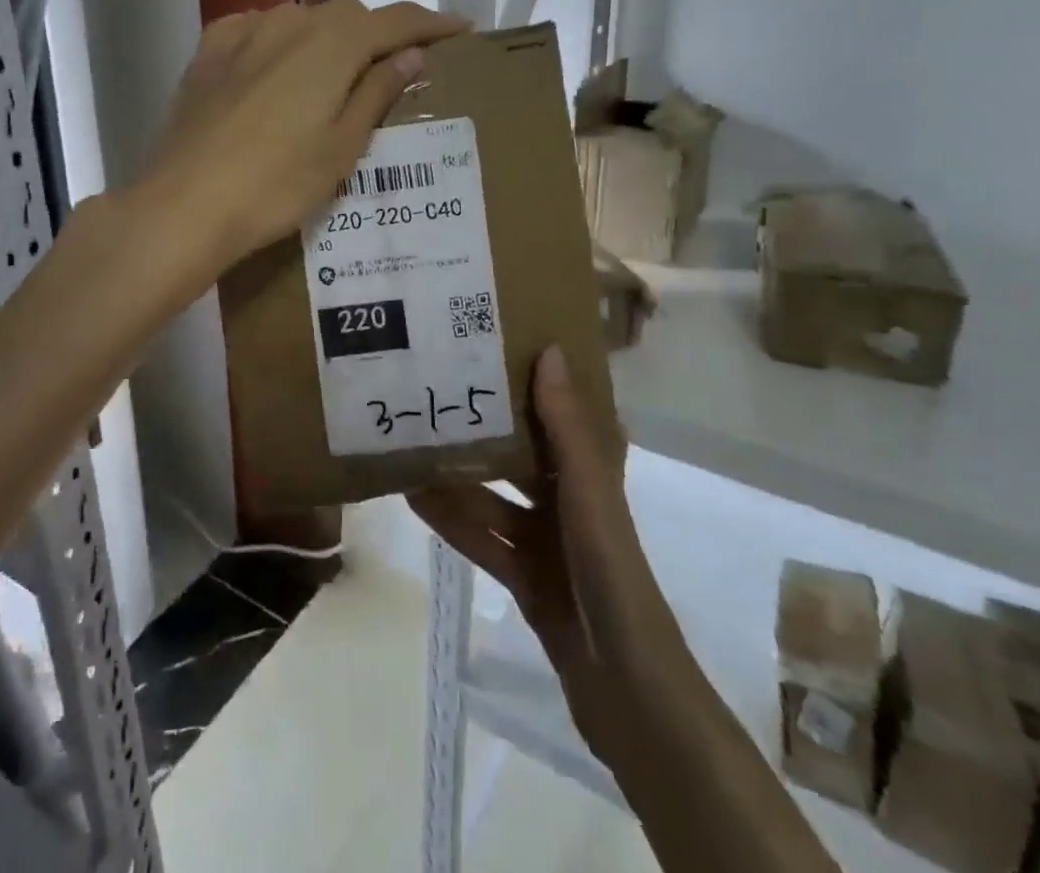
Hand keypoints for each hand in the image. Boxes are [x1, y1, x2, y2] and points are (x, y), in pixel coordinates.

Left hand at [134, 0, 468, 276]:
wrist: (185, 204)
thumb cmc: (276, 184)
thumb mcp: (342, 147)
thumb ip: (377, 92)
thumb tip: (410, 56)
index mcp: (333, 42)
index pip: (396, 20)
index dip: (431, 24)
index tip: (460, 30)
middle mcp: (289, 21)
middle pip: (347, 17)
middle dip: (376, 36)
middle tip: (392, 71)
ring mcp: (243, 32)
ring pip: (301, 21)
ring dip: (327, 40)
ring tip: (332, 79)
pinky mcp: (208, 52)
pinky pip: (257, 31)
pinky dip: (280, 44)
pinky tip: (277, 69)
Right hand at [410, 345, 664, 772]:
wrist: (627, 693)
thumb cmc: (610, 576)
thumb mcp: (588, 495)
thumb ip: (566, 429)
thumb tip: (551, 350)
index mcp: (592, 475)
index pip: (563, 413)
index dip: (536, 381)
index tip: (495, 346)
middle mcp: (570, 502)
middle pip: (520, 453)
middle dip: (483, 425)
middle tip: (435, 389)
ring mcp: (547, 543)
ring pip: (493, 497)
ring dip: (457, 475)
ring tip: (411, 440)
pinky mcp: (526, 579)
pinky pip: (483, 538)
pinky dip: (452, 520)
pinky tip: (414, 498)